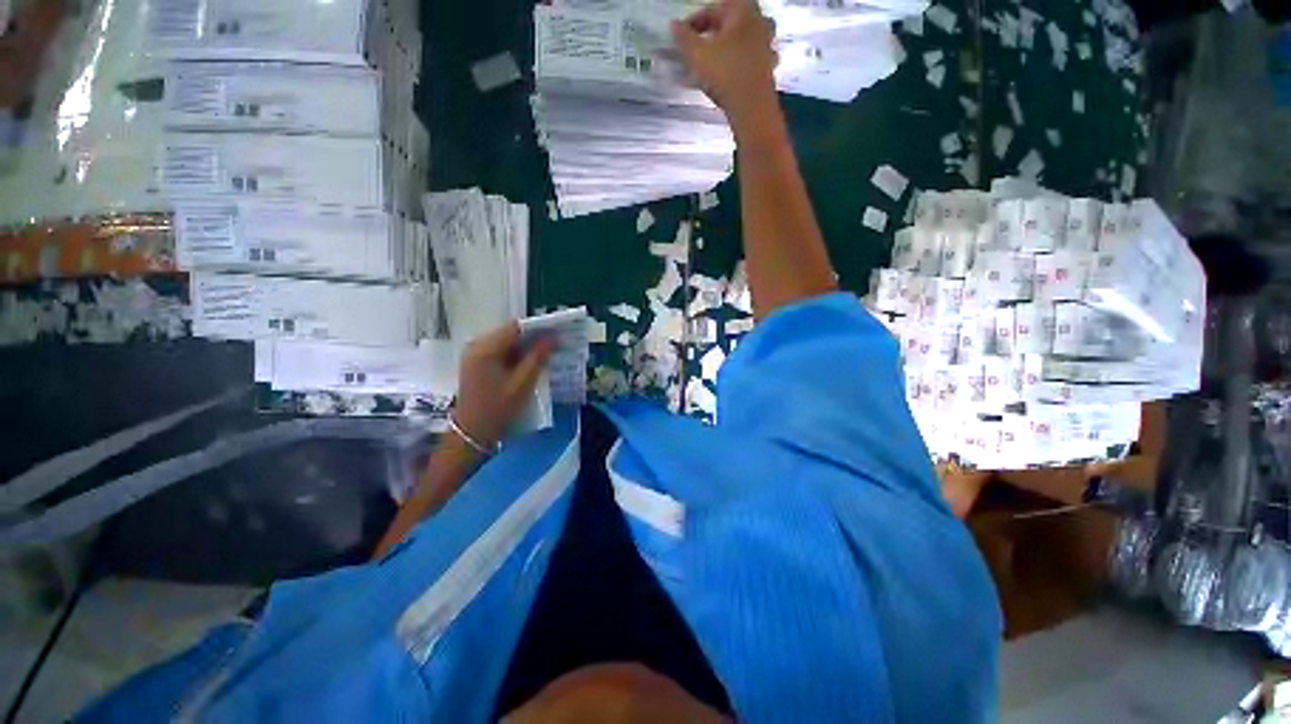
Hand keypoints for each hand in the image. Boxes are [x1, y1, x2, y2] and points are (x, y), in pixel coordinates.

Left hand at [453, 323, 553, 450]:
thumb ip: (537, 358)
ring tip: (547, 353)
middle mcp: (477, 345)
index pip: (515, 327)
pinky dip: (517, 355)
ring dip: (526, 346)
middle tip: (556, 344)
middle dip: (533, 337)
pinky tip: (531, 363)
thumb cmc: (498, 409)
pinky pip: (501, 351)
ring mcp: (475, 354)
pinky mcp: (477, 363)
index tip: (558, 331)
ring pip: (507, 342)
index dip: (538, 327)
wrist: (472, 433)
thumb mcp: (522, 384)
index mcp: (485, 348)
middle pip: (510, 333)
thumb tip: (553, 337)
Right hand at [671, 0, 778, 127]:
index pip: (712, 10)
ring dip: (726, 50)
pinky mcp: (768, 68)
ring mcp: (767, 45)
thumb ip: (684, 38)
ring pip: (741, 42)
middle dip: (712, 35)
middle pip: (730, 23)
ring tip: (711, 65)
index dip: (694, 23)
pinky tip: (727, 78)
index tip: (682, 37)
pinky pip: (749, 61)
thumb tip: (675, 27)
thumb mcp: (697, 55)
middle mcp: (759, 22)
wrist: (751, 107)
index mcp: (742, 9)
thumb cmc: (726, 74)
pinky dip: (737, 66)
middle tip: (698, 49)